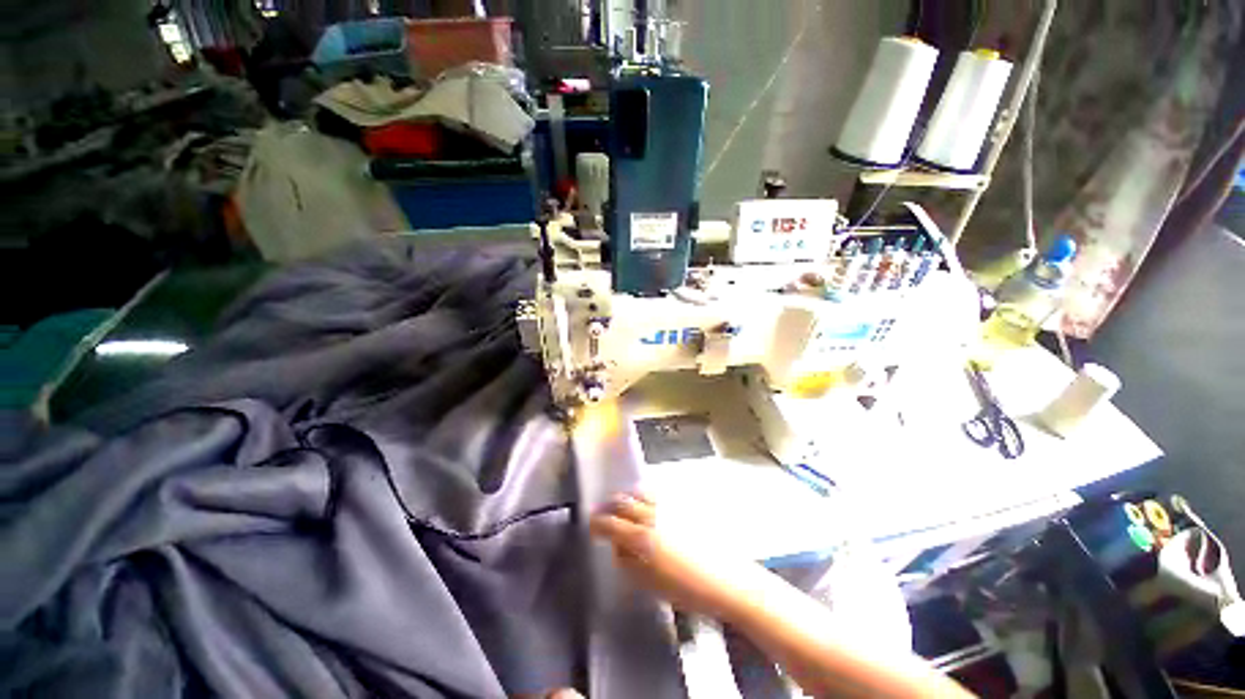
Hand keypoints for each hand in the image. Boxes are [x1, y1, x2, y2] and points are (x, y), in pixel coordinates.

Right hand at [589, 493, 769, 620]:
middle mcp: (651, 514)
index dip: (597, 522)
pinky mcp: (681, 503)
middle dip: (609, 506)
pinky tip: (645, 502)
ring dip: (626, 497)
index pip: (610, 523)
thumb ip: (628, 561)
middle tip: (603, 513)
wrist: (727, 578)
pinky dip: (643, 494)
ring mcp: (667, 505)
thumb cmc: (687, 589)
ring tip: (622, 505)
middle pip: (622, 501)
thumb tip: (617, 544)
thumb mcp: (650, 583)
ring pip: (638, 492)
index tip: (591, 524)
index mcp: (641, 537)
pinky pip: (655, 492)